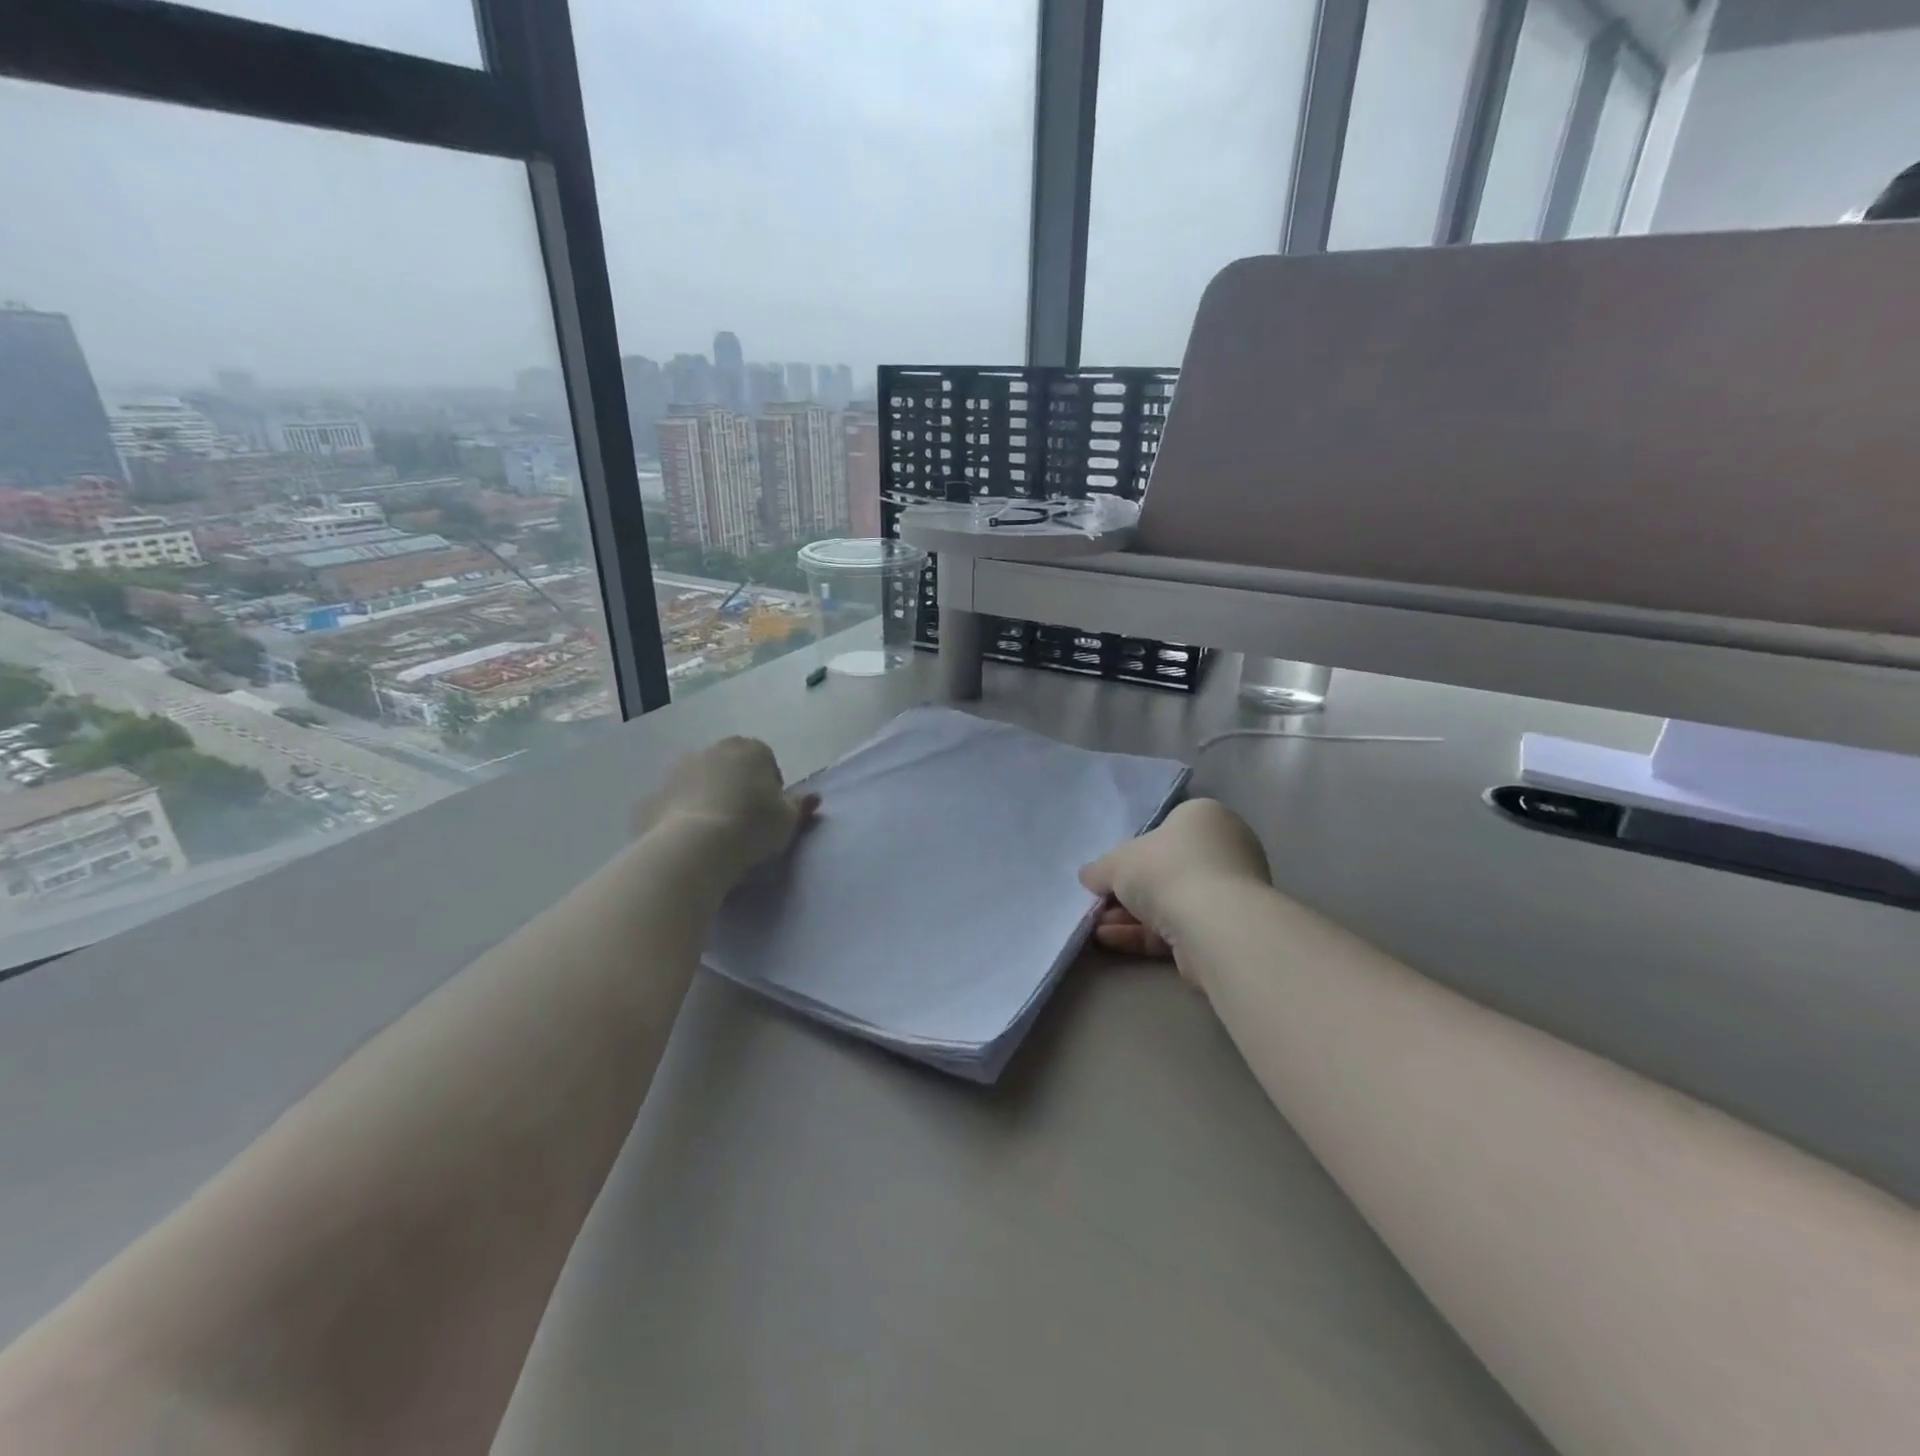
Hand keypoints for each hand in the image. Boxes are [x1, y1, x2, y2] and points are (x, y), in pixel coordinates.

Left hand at [636, 737, 818, 882]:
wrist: (693, 848)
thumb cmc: (751, 827)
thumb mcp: (788, 820)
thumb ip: (800, 806)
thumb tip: (814, 798)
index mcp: (750, 749)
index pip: (766, 762)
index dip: (771, 789)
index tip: (770, 815)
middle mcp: (712, 750)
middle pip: (730, 768)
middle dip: (736, 788)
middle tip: (744, 824)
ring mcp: (676, 771)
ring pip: (699, 783)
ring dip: (707, 800)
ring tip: (715, 836)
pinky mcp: (651, 797)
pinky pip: (673, 806)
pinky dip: (680, 818)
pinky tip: (688, 844)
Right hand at [1080, 798, 1268, 958]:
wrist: (1212, 923)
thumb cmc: (1166, 870)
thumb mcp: (1117, 862)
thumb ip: (1100, 869)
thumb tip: (1088, 876)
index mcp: (1204, 817)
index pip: (1166, 829)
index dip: (1133, 851)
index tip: (1110, 871)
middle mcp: (1224, 848)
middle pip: (1167, 868)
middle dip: (1129, 890)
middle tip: (1099, 903)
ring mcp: (1230, 891)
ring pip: (1171, 901)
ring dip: (1131, 916)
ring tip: (1096, 928)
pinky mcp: (1227, 928)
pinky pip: (1179, 926)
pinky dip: (1144, 934)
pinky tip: (1110, 941)